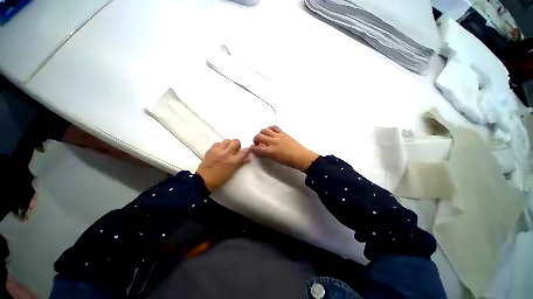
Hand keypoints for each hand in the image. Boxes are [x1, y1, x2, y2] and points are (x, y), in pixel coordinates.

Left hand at [196, 139, 250, 191]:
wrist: (203, 181)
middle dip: (237, 145)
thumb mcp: (233, 172)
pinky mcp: (210, 149)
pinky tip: (220, 150)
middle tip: (235, 150)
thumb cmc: (220, 179)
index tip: (250, 147)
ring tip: (227, 149)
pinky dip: (221, 145)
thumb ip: (241, 162)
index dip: (248, 148)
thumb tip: (249, 157)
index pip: (244, 151)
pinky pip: (218, 143)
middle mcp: (226, 153)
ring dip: (229, 144)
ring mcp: (218, 151)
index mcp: (233, 161)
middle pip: (236, 141)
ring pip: (227, 140)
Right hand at [251, 126, 318, 171]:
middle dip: (255, 139)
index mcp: (270, 151)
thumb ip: (266, 154)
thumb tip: (260, 150)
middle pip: (259, 136)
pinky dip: (270, 128)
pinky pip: (274, 127)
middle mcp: (272, 142)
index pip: (256, 148)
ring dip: (261, 133)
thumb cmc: (288, 161)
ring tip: (263, 136)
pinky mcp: (283, 133)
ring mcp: (278, 136)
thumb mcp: (275, 159)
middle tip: (257, 142)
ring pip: (265, 130)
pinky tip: (270, 132)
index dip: (253, 148)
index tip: (253, 148)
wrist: (301, 157)